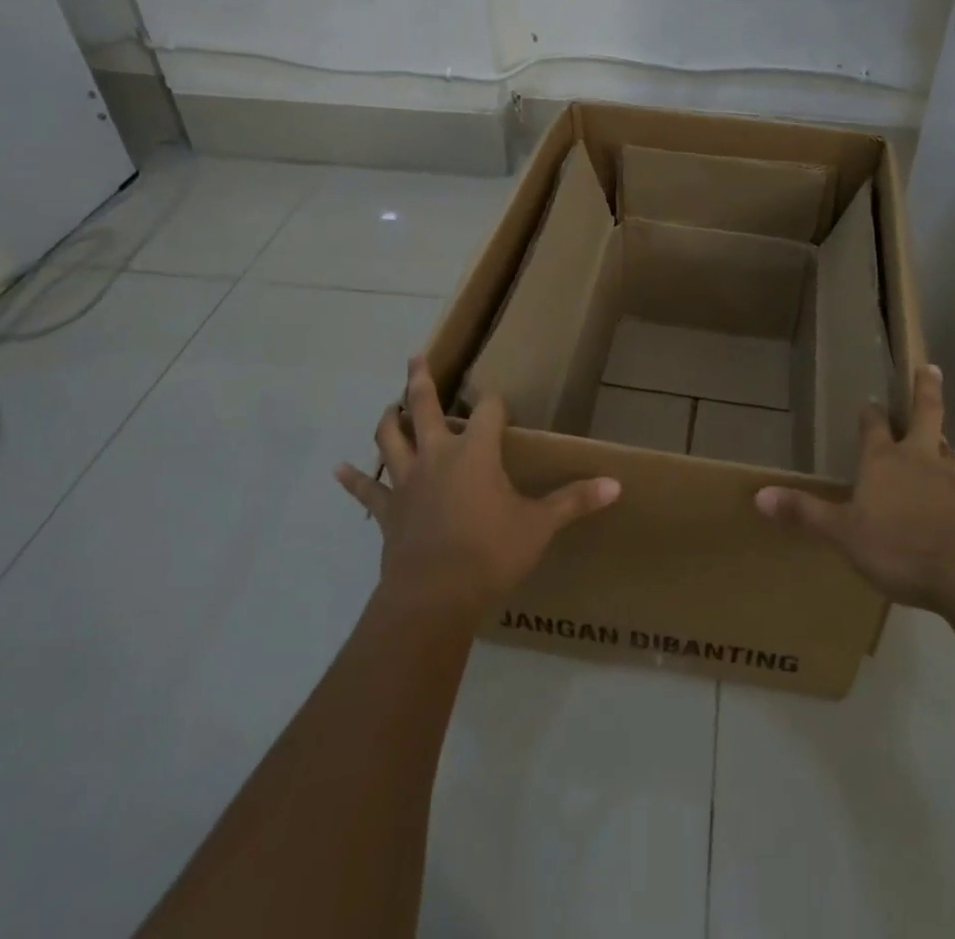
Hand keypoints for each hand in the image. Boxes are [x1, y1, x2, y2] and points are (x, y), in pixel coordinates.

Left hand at [336, 357, 620, 610]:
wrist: (433, 598)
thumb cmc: (490, 553)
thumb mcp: (539, 526)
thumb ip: (575, 501)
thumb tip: (617, 484)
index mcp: (475, 452)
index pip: (488, 410)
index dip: (496, 402)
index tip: (501, 403)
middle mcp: (437, 455)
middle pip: (423, 407)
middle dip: (420, 380)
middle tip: (415, 357)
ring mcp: (407, 481)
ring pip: (390, 438)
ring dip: (387, 419)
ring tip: (388, 404)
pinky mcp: (388, 510)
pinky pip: (367, 489)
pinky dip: (352, 478)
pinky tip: (337, 468)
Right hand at [754, 365, 954, 613]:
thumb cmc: (899, 546)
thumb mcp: (844, 533)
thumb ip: (806, 513)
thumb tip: (759, 495)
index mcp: (884, 461)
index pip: (874, 426)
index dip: (870, 413)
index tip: (869, 400)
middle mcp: (918, 461)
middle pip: (925, 415)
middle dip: (925, 390)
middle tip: (929, 367)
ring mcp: (949, 482)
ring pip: (943, 448)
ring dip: (939, 436)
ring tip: (937, 432)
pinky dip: (948, 478)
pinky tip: (946, 492)